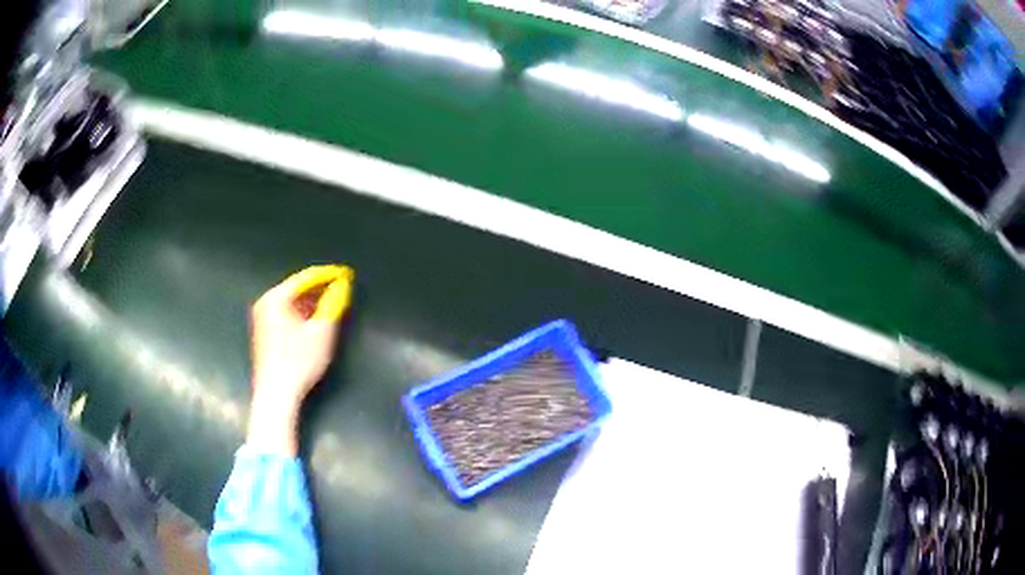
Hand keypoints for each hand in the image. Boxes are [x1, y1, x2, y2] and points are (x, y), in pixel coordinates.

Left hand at [247, 265, 353, 454]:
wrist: (276, 394)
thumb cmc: (298, 362)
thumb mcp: (322, 332)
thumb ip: (334, 304)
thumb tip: (342, 286)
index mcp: (276, 297)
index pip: (307, 278)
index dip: (330, 275)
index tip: (347, 274)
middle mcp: (266, 302)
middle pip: (298, 288)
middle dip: (320, 288)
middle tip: (341, 289)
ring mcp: (262, 316)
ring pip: (292, 302)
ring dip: (312, 302)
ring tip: (332, 304)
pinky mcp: (264, 331)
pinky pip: (286, 312)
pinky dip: (302, 313)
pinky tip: (315, 322)